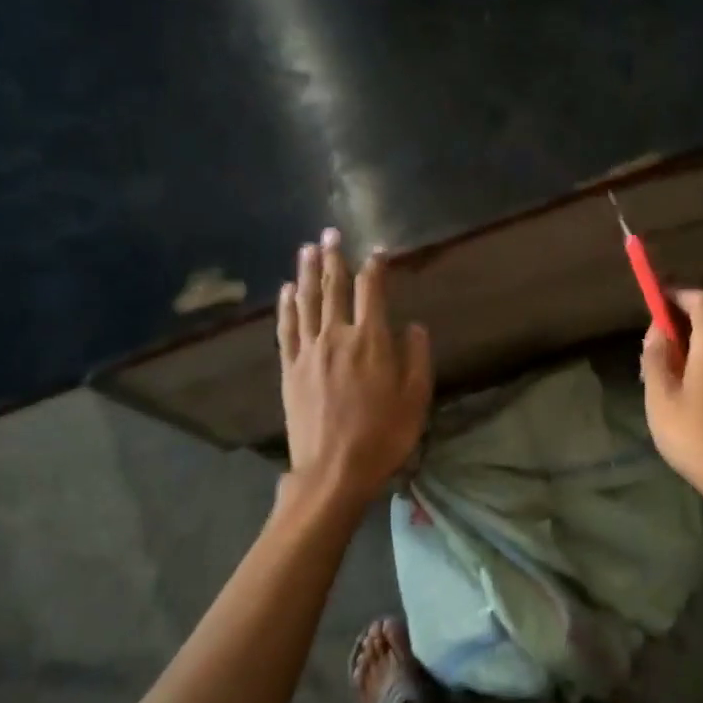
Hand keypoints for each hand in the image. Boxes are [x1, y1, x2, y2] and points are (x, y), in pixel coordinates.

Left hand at [278, 228, 432, 509]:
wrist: (333, 470)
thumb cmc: (383, 436)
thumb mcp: (416, 399)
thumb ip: (416, 357)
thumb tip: (412, 326)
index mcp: (371, 341)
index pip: (372, 291)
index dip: (375, 267)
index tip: (377, 251)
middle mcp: (337, 336)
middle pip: (334, 287)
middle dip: (334, 258)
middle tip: (331, 232)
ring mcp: (309, 351)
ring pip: (307, 301)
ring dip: (307, 272)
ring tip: (307, 248)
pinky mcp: (290, 369)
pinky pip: (286, 328)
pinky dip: (287, 305)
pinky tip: (287, 290)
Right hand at [641, 290, 702, 510]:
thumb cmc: (697, 436)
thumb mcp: (660, 399)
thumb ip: (655, 357)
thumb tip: (656, 330)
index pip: (699, 298)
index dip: (676, 294)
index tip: (655, 298)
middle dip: (694, 305)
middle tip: (667, 322)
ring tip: (680, 347)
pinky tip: (701, 367)